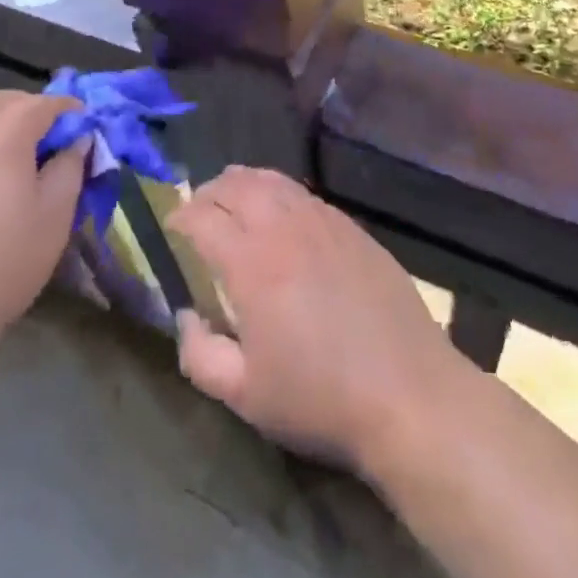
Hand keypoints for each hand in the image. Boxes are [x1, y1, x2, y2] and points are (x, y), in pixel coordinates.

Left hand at [0, 90, 87, 363]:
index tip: (84, 134)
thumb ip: (71, 166)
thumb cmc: (1, 264)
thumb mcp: (55, 216)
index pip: (46, 103)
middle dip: (30, 111)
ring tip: (10, 166)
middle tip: (49, 143)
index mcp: (4, 131)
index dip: (71, 113)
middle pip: (3, 101)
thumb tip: (76, 140)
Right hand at [166, 166, 466, 473]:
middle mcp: (283, 226)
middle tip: (197, 212)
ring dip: (242, 183)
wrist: (407, 391)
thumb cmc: (319, 397)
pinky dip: (278, 191)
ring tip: (232, 199)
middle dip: (207, 193)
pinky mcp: (350, 225)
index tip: (170, 230)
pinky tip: (280, 213)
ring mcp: (321, 219)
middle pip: (234, 185)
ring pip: (270, 179)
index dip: (179, 218)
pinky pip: (302, 192)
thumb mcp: (245, 395)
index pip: (202, 217)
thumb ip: (199, 355)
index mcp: (250, 262)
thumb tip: (185, 315)